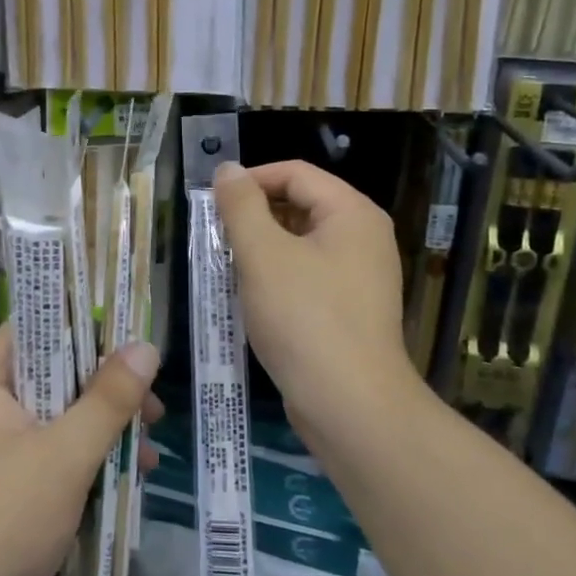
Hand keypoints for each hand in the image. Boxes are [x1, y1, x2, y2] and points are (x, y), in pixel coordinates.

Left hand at [0, 325, 161, 575]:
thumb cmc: (1, 520)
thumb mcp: (65, 454)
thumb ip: (107, 399)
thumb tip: (145, 346)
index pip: (37, 325)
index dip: (83, 321)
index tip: (131, 332)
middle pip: (56, 374)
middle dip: (107, 387)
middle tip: (154, 406)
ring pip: (60, 418)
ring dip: (104, 428)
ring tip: (152, 449)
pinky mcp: (7, 487)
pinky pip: (54, 455)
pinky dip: (88, 460)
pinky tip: (127, 480)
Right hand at [214, 159, 417, 448]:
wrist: (350, 405)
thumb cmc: (304, 319)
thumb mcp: (263, 255)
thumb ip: (241, 206)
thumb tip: (227, 170)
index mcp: (352, 213)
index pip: (295, 173)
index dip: (250, 180)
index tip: (211, 203)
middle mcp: (364, 237)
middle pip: (301, 204)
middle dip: (254, 215)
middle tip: (214, 237)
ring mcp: (361, 275)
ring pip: (301, 242)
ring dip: (262, 248)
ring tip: (226, 266)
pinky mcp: (351, 308)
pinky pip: (308, 274)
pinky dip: (278, 276)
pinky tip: (251, 296)